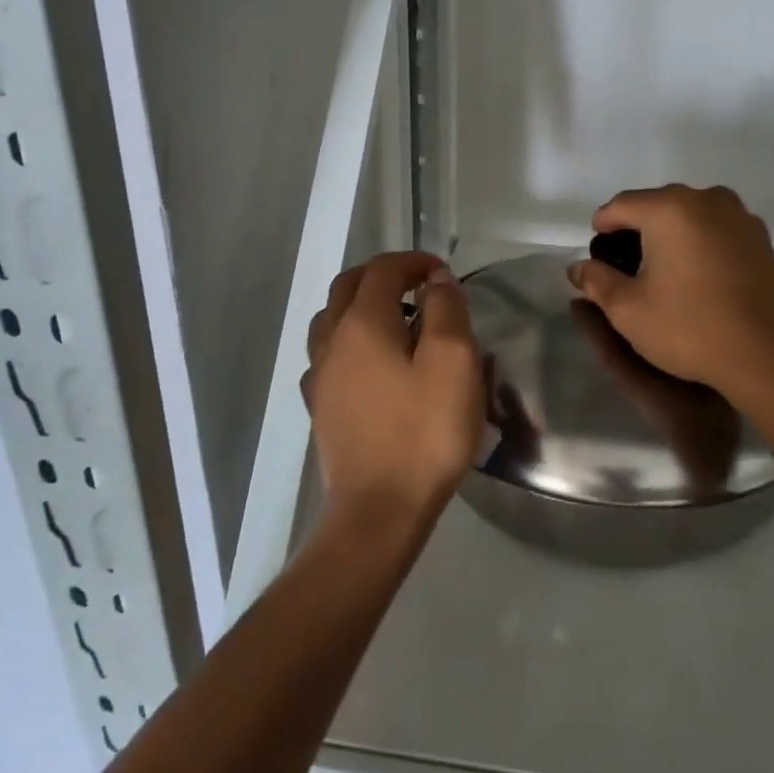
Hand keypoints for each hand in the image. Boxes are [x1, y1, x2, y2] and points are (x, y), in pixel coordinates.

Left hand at [302, 252, 484, 523]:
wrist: (379, 510)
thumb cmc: (424, 432)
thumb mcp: (453, 363)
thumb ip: (446, 310)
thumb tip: (436, 280)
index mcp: (363, 323)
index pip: (383, 270)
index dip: (414, 262)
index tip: (443, 273)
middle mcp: (332, 341)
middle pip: (348, 287)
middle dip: (383, 276)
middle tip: (418, 285)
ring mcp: (320, 377)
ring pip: (330, 320)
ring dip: (361, 306)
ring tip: (396, 320)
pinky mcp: (320, 408)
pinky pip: (327, 356)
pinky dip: (349, 342)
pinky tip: (370, 364)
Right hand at [567, 185, 773, 403]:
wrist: (771, 355)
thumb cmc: (690, 328)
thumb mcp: (628, 311)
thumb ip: (596, 282)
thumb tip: (579, 267)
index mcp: (669, 208)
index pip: (620, 206)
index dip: (602, 230)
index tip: (598, 259)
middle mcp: (706, 199)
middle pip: (656, 206)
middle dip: (636, 232)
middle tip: (627, 271)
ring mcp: (740, 216)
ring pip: (689, 216)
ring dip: (670, 237)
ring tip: (663, 275)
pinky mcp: (761, 238)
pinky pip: (716, 230)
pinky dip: (700, 244)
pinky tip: (698, 279)